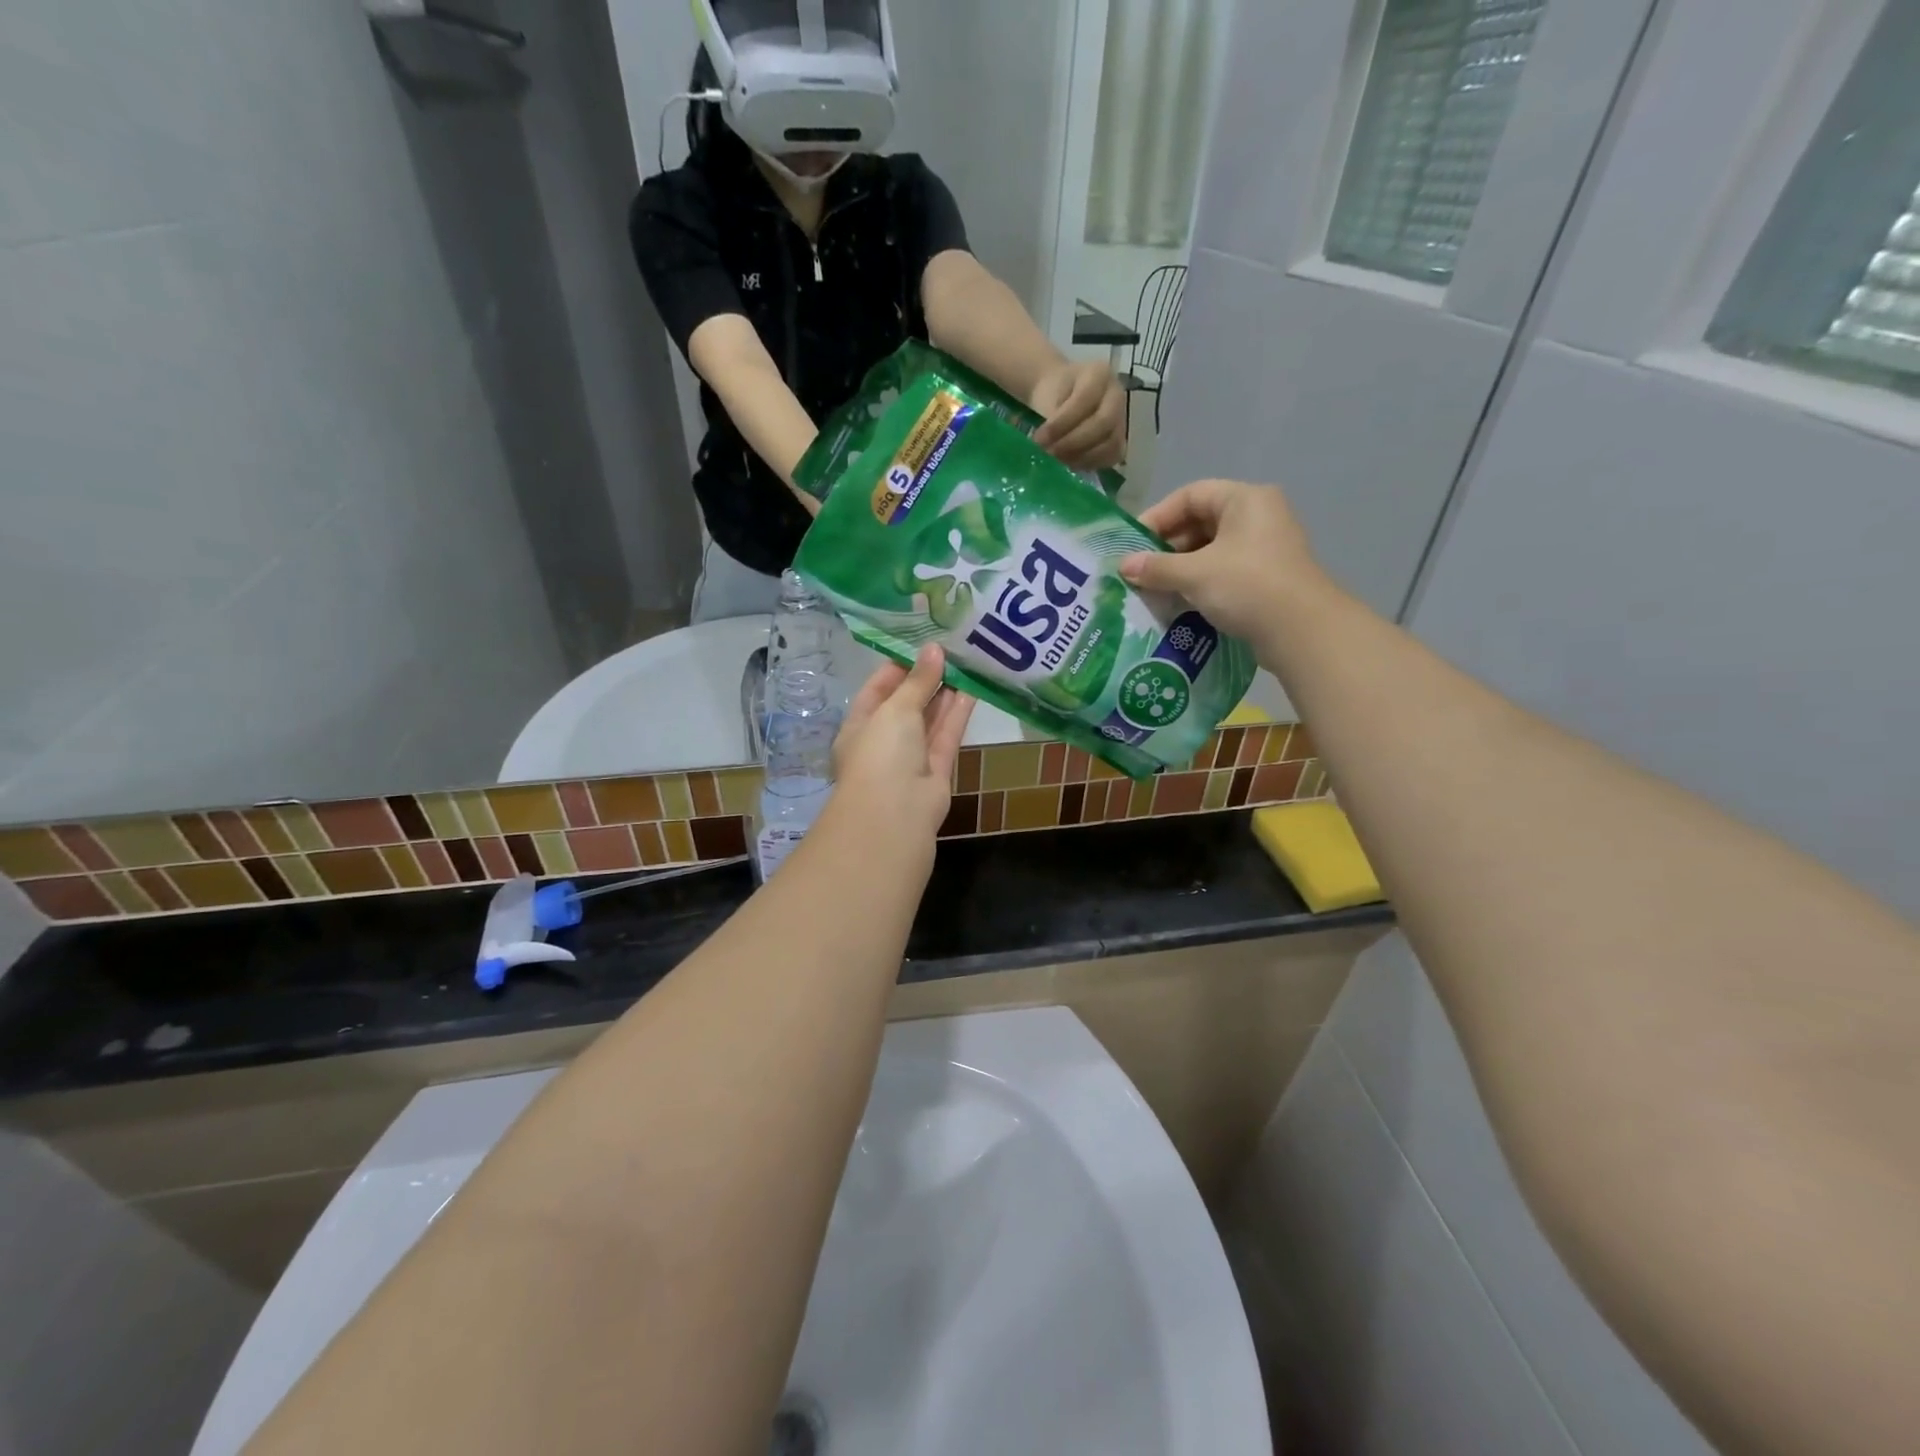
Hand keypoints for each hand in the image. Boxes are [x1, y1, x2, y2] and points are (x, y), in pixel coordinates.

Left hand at [832, 646, 975, 838]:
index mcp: (860, 725)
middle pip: (907, 704)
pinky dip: (958, 714)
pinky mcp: (937, 770)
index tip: (922, 643)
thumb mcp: (895, 709)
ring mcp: (911, 757)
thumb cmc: (881, 754)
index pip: (877, 689)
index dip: (899, 666)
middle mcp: (884, 741)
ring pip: (930, 720)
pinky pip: (947, 736)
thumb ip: (918, 681)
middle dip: (926, 678)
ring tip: (966, 662)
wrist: (895, 815)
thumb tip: (934, 649)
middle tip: (951, 648)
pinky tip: (974, 688)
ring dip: (946, 694)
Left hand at [1030, 361, 1126, 470]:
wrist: (1062, 394)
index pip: (1085, 400)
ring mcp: (1121, 418)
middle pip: (1103, 422)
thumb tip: (1050, 447)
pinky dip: (1091, 464)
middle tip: (1049, 454)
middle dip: (1073, 442)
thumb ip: (1053, 417)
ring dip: (1082, 457)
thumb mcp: (1048, 396)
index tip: (1039, 439)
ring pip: (1111, 443)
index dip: (1062, 423)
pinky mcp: (1119, 439)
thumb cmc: (1055, 392)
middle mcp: (1116, 395)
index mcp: (1099, 374)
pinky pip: (1111, 456)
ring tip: (1058, 462)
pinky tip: (1071, 465)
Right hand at [1119, 479, 1327, 641]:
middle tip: (1141, 570)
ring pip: (1211, 549)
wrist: (1302, 631)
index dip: (1158, 516)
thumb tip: (1123, 565)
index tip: (1133, 544)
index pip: (1191, 495)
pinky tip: (1180, 601)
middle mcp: (1258, 515)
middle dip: (1168, 546)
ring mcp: (1265, 547)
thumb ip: (1156, 567)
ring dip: (1181, 567)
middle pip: (1201, 522)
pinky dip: (1200, 582)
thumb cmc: (1247, 586)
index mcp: (1245, 500)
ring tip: (1155, 589)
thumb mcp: (1195, 574)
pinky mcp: (1267, 576)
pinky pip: (1224, 570)